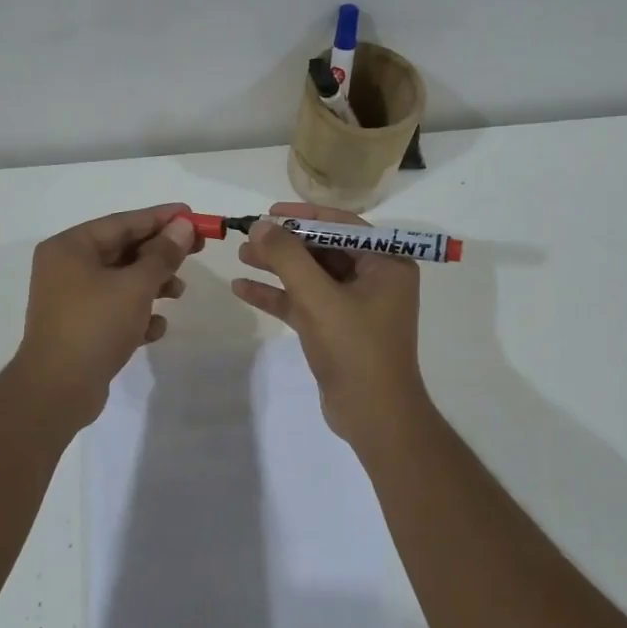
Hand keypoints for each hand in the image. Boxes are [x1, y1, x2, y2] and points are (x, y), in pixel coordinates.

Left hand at [11, 204, 200, 426]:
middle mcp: (66, 268)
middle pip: (123, 250)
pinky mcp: (80, 327)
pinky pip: (115, 310)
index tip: (192, 214)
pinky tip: (155, 328)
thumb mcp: (135, 286)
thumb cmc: (95, 326)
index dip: (160, 217)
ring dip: (153, 284)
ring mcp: (71, 299)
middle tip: (198, 248)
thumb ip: (162, 254)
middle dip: (160, 253)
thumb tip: (183, 226)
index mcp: (70, 248)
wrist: (57, 390)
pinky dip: (137, 314)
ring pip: (121, 281)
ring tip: (179, 292)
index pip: (122, 222)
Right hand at [230, 202, 428, 444]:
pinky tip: (243, 289)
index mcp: (386, 263)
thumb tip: (261, 225)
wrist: (373, 416)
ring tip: (240, 256)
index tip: (269, 211)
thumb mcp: (319, 298)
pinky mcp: (336, 328)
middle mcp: (374, 278)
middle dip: (285, 243)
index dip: (303, 215)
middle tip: (247, 236)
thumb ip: (288, 258)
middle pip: (322, 249)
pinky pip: (304, 302)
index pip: (341, 225)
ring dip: (276, 267)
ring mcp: (354, 304)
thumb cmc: (355, 349)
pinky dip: (277, 295)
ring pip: (310, 275)